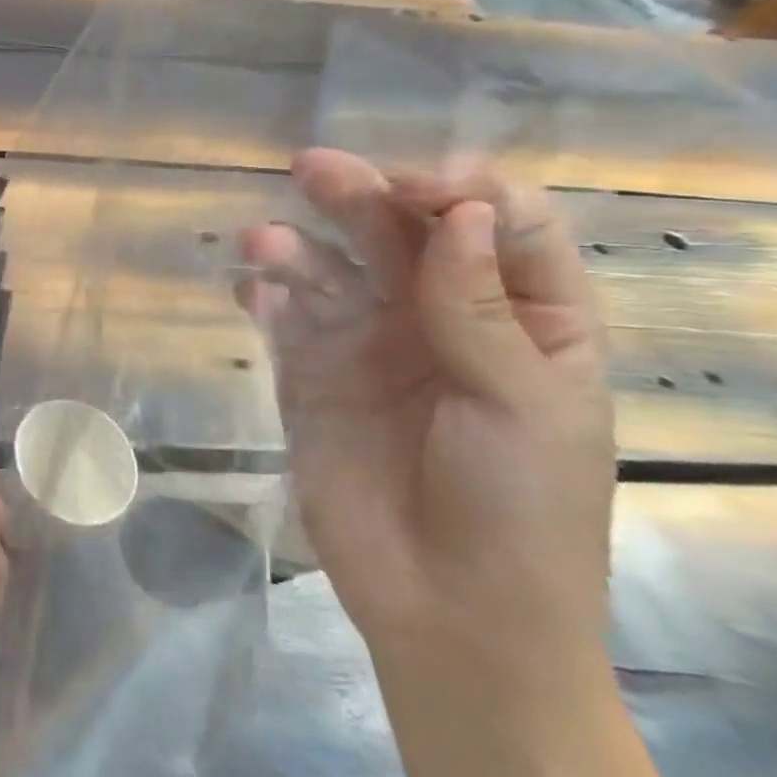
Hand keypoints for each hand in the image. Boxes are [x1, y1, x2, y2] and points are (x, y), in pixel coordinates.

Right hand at [237, 149, 613, 663]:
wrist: (446, 607)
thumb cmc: (519, 508)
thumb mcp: (524, 405)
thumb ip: (481, 307)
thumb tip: (458, 213)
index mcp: (525, 320)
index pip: (501, 228)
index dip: (463, 193)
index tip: (418, 187)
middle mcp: (440, 317)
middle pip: (402, 235)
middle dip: (361, 196)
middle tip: (313, 168)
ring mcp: (366, 343)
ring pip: (330, 269)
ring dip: (298, 247)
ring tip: (264, 243)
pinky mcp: (307, 372)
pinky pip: (282, 316)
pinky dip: (265, 293)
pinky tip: (252, 288)